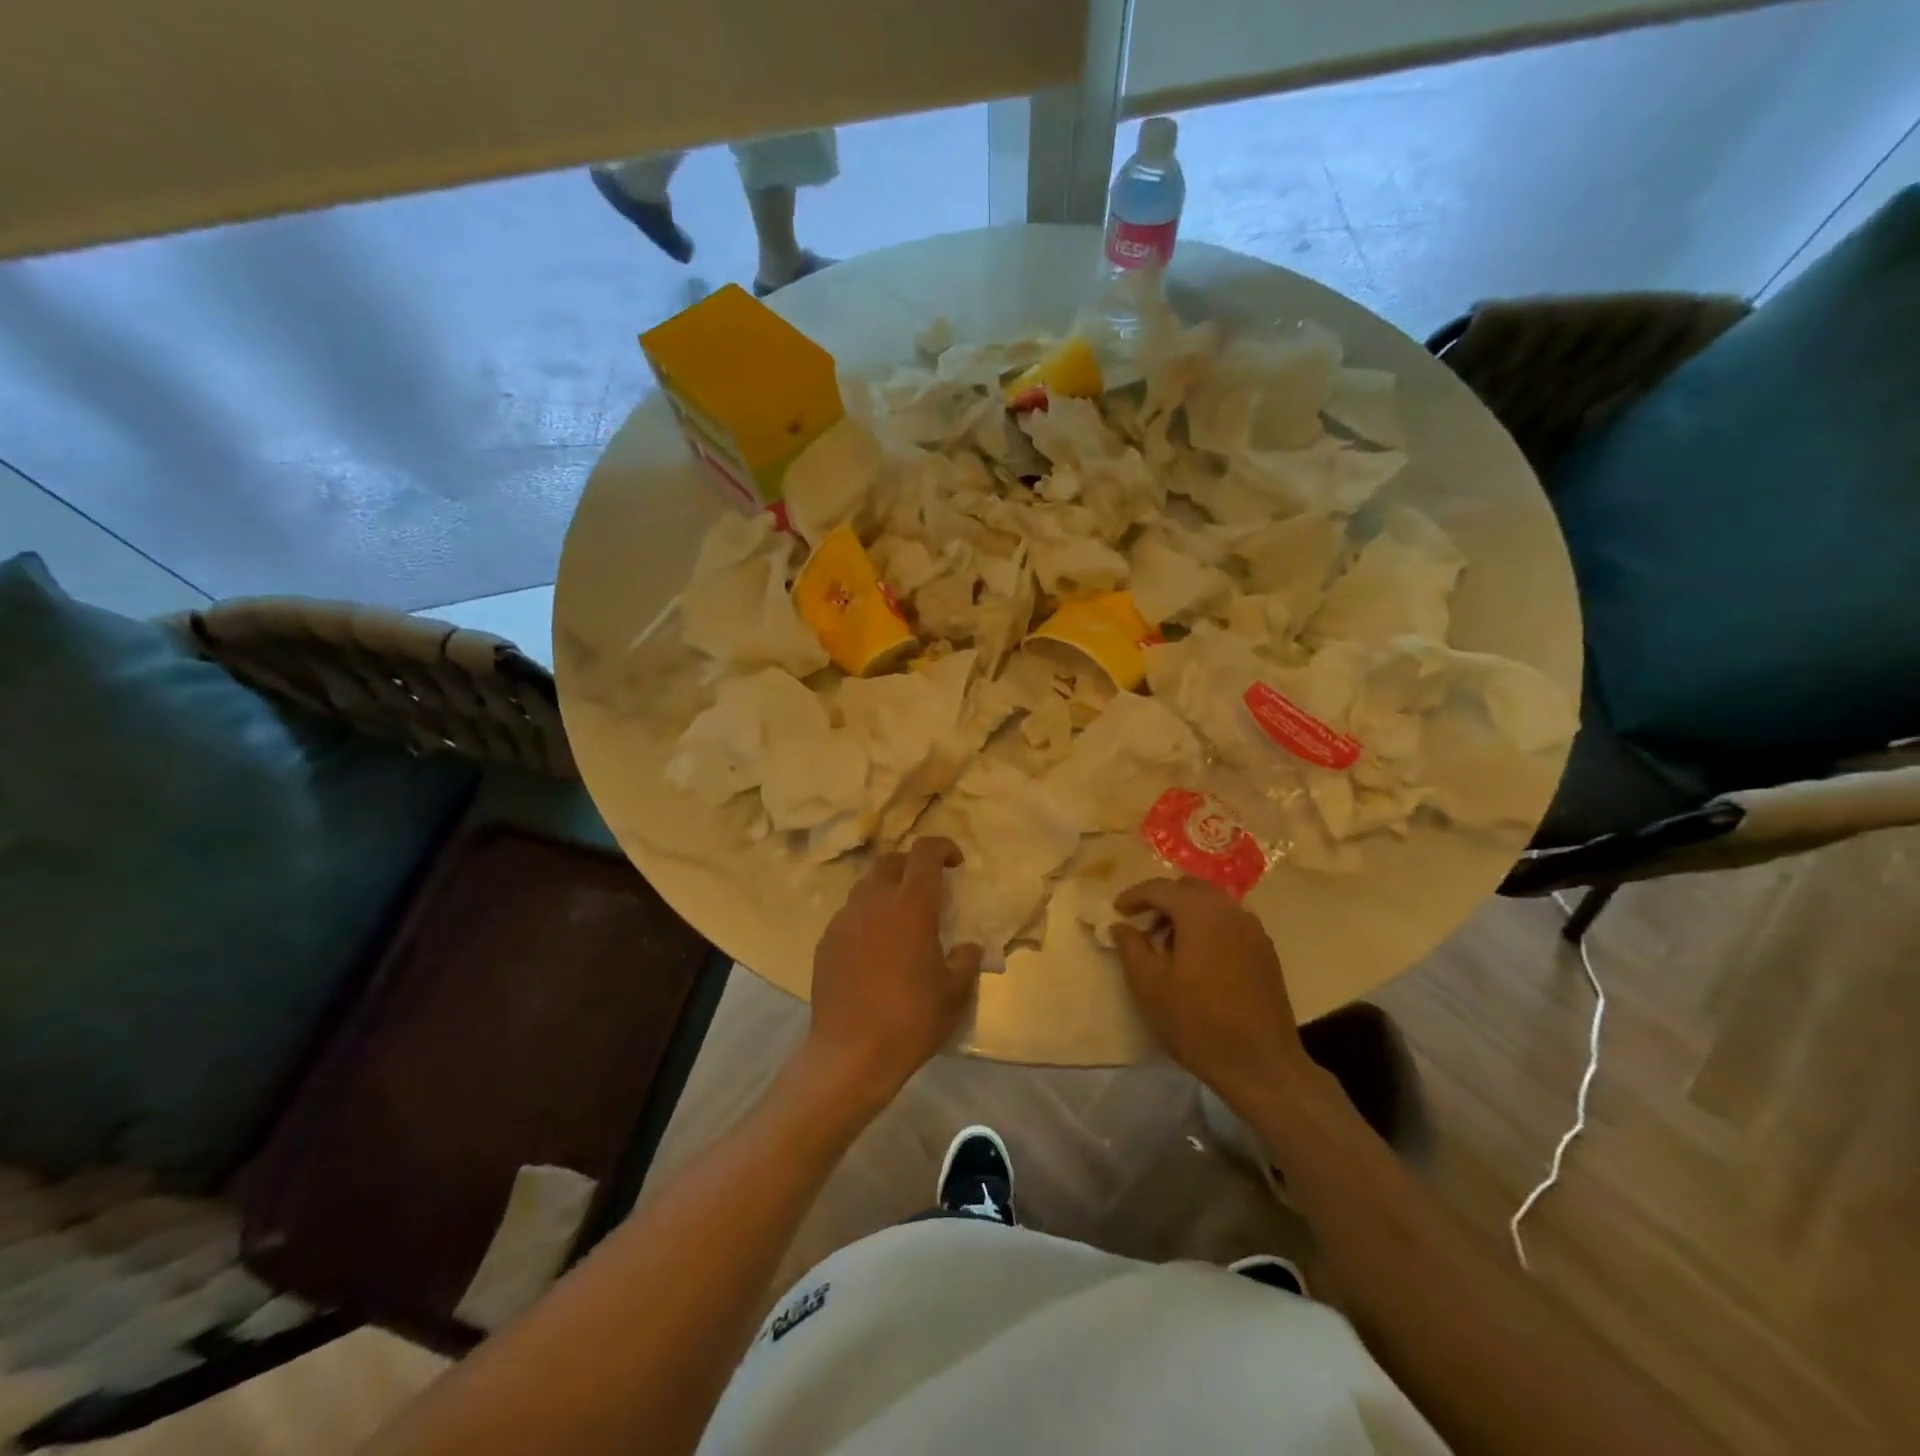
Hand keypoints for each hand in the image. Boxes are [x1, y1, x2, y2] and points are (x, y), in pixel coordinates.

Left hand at [805, 837, 983, 1107]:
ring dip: (886, 892)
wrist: (851, 1054)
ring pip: (866, 887)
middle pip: (890, 862)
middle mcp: (874, 902)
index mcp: (911, 905)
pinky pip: (849, 916)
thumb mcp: (954, 993)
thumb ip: (965, 961)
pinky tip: (875, 950)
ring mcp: (844, 921)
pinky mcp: (825, 943)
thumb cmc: (911, 1019)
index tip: (955, 863)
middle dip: (911, 866)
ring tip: (900, 921)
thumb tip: (968, 947)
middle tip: (928, 891)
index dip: (942, 847)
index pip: (925, 852)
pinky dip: (866, 919)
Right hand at [1112, 877, 1314, 1112]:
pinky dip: (1208, 926)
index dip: (1134, 896)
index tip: (1117, 912)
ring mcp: (1253, 930)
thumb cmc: (1197, 1023)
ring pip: (1213, 903)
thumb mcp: (1150, 986)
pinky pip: (1230, 922)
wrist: (1261, 1065)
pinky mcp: (1266, 951)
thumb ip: (1131, 947)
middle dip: (1163, 900)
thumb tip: (1120, 925)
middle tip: (1144, 927)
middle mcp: (1230, 911)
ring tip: (1169, 945)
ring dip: (1187, 913)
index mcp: (1200, 913)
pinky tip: (1199, 959)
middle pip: (1190, 888)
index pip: (1160, 888)